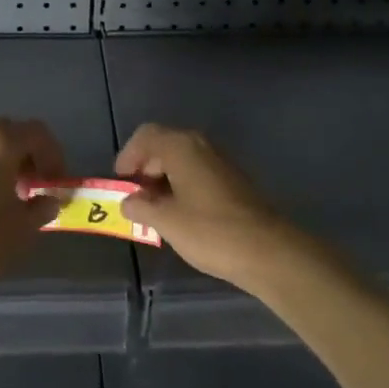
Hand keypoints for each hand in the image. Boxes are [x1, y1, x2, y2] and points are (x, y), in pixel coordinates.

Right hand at [116, 124, 294, 291]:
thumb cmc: (210, 231)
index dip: (128, 156)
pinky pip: (197, 171)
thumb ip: (141, 207)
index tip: (121, 183)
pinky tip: (180, 213)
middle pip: (163, 145)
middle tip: (135, 197)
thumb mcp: (166, 221)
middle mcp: (200, 145)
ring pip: (181, 159)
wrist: (267, 251)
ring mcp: (219, 161)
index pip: (145, 136)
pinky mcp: (232, 179)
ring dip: (163, 178)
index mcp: (181, 147)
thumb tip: (128, 201)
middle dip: (144, 168)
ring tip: (155, 209)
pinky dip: (182, 185)